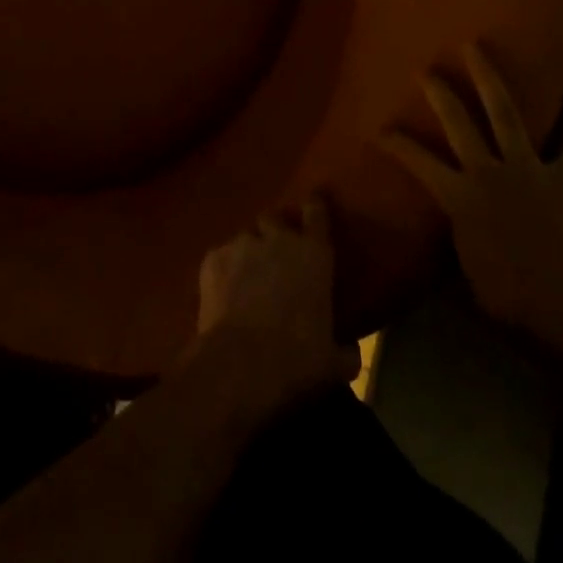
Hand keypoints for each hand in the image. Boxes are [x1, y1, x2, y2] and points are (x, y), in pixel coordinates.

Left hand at [189, 198, 358, 410]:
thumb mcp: (333, 363)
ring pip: (246, 237)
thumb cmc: (297, 359)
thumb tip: (350, 351)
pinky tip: (224, 293)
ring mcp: (241, 245)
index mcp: (313, 254)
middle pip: (274, 218)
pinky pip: (221, 257)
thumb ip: (345, 350)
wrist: (240, 364)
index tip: (315, 199)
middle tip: (276, 252)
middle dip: (275, 230)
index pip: (316, 214)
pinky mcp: (212, 258)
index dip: (315, 205)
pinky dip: (224, 270)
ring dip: (249, 252)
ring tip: (247, 277)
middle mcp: (277, 239)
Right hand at [382, 42, 562, 359]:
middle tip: (427, 70)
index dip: (396, 143)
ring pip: (505, 114)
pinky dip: (562, 135)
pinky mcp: (562, 182)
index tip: (380, 130)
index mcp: (460, 195)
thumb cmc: (507, 300)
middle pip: (459, 121)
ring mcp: (529, 171)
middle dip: (440, 93)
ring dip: (489, 80)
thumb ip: (455, 231)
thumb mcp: (466, 267)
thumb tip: (448, 219)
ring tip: (477, 50)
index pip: (418, 160)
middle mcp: (489, 171)